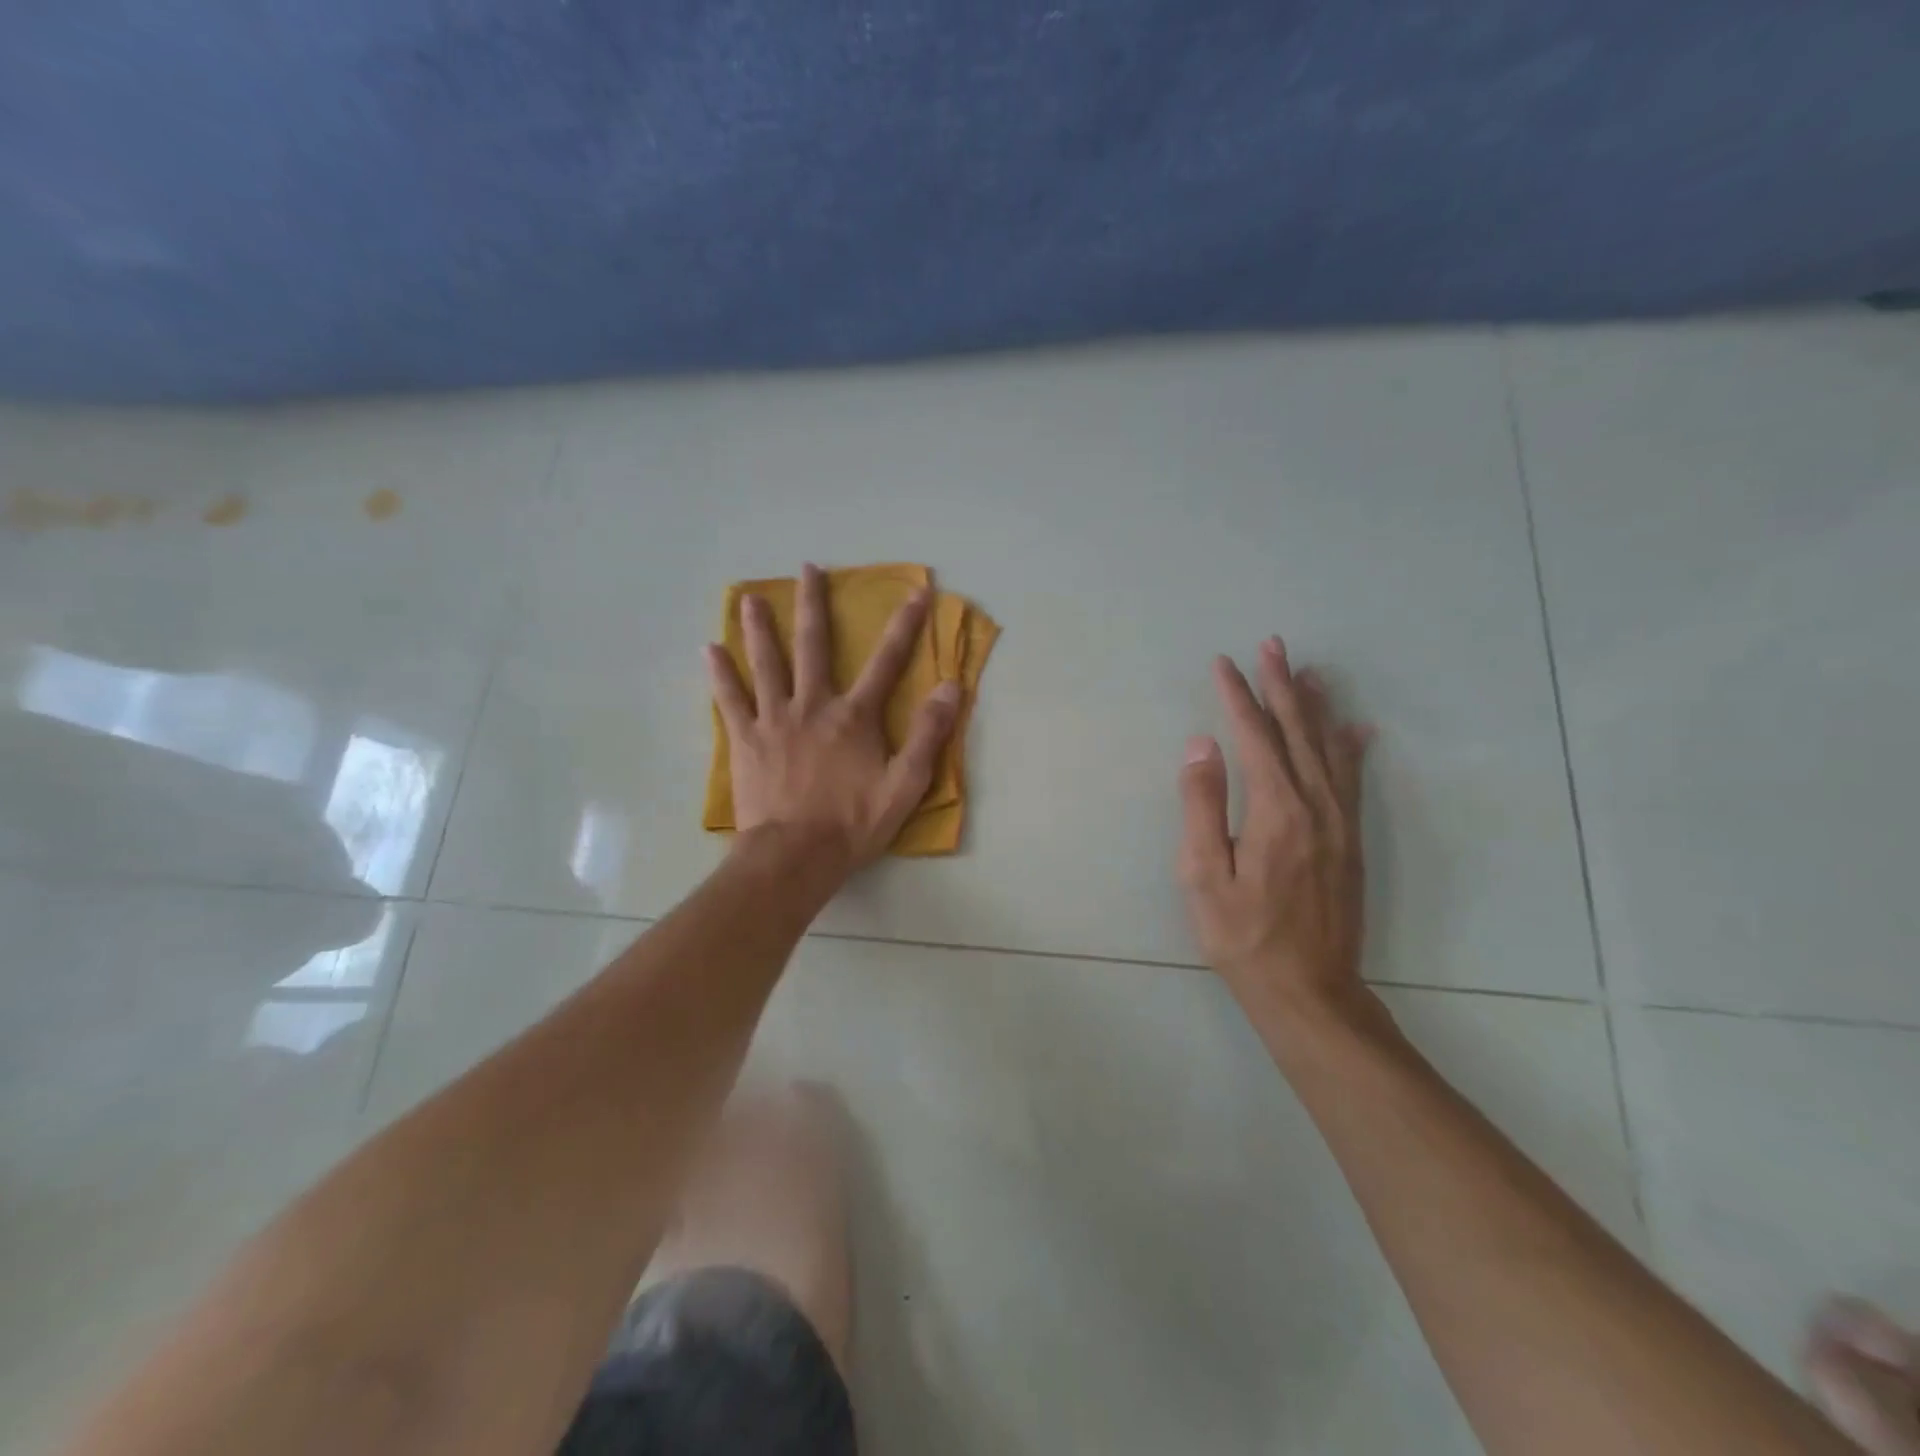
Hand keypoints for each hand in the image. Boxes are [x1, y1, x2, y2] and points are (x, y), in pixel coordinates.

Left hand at [707, 563, 961, 871]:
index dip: (905, 626)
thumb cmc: (853, 824)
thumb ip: (927, 735)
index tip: (916, 592)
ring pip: (766, 663)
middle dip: (814, 605)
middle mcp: (813, 706)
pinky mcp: (744, 740)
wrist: (794, 856)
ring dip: (760, 628)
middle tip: (808, 569)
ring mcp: (774, 720)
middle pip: (814, 646)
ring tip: (750, 598)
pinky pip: (730, 700)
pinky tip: (710, 650)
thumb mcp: (905, 785)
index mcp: (854, 717)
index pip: (887, 662)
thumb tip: (951, 687)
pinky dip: (721, 674)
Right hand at [1177, 636, 1373, 1017]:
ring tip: (1308, 671)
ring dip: (1315, 706)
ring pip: (1328, 748)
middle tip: (1273, 645)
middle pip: (1297, 731)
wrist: (1308, 989)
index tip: (1224, 664)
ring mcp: (1339, 822)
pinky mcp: (1351, 841)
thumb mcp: (1202, 876)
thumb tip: (1201, 746)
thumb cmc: (1242, 936)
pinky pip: (1353, 780)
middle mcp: (1315, 805)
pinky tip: (1355, 728)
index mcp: (1274, 810)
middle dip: (1282, 685)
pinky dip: (1351, 747)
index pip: (1254, 736)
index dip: (1238, 697)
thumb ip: (1201, 806)